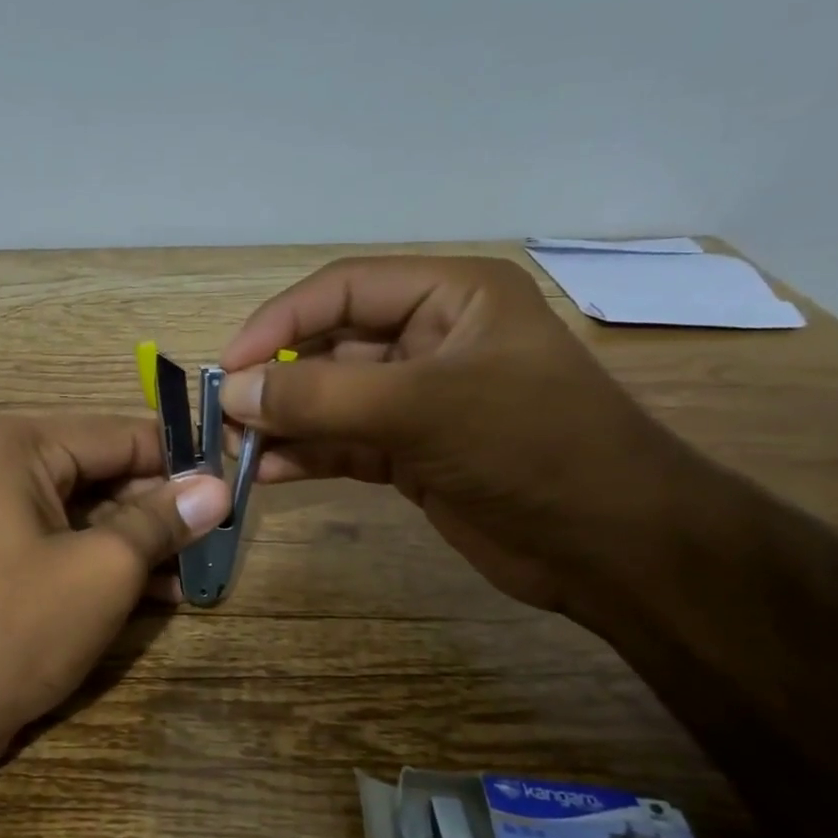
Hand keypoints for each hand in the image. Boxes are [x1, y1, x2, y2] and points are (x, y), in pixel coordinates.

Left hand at [0, 413, 229, 773]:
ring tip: (204, 566)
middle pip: (105, 471)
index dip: (181, 459)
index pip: (121, 435)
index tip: (236, 481)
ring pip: (92, 511)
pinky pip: (69, 541)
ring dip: (144, 538)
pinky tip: (164, 591)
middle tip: (224, 532)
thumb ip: (162, 520)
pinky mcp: (3, 555)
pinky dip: (111, 561)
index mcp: (18, 445)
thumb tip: (218, 488)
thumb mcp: (104, 568)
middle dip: (163, 505)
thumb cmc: (16, 627)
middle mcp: (3, 465)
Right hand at [218, 256, 695, 614]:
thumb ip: (321, 396)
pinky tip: (266, 472)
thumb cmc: (532, 448)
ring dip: (283, 421)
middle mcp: (431, 339)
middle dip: (277, 378)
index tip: (230, 367)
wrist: (614, 549)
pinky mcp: (412, 452)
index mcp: (450, 297)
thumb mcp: (423, 408)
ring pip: (331, 398)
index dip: (280, 322)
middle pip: (331, 345)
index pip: (343, 289)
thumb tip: (234, 392)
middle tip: (224, 414)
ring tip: (232, 447)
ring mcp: (419, 400)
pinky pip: (343, 443)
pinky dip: (305, 454)